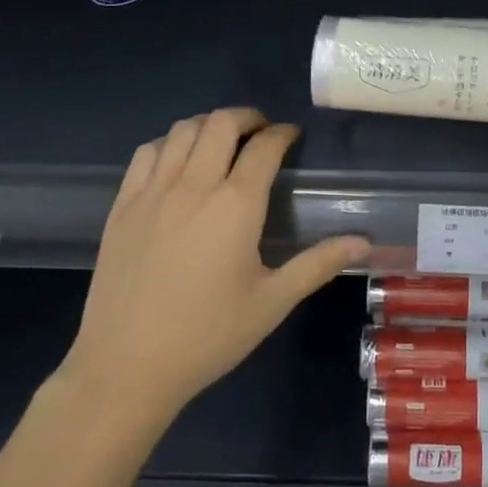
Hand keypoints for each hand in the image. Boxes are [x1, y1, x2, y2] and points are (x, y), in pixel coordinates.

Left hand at [57, 109, 368, 417]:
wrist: (126, 368)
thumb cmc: (207, 336)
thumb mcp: (271, 303)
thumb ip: (318, 265)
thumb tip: (364, 242)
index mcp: (235, 205)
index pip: (264, 147)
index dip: (282, 133)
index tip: (292, 136)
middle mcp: (194, 185)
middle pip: (221, 124)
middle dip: (247, 117)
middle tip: (261, 131)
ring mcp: (153, 192)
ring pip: (183, 130)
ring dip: (208, 124)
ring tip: (222, 140)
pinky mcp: (123, 205)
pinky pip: (147, 152)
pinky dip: (169, 142)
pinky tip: (178, 159)